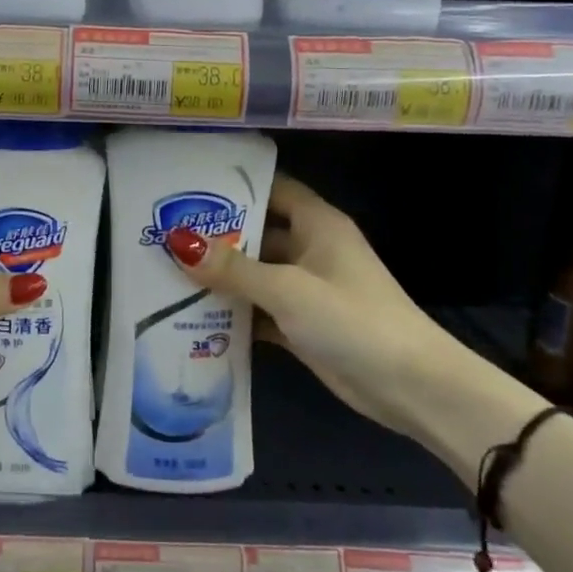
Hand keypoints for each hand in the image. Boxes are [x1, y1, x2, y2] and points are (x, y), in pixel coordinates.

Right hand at [163, 175, 446, 432]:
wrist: (411, 387)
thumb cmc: (352, 319)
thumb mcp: (287, 289)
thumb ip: (233, 268)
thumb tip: (177, 241)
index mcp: (317, 224)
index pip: (272, 187)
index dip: (234, 185)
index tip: (187, 186)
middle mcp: (311, 249)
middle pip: (257, 232)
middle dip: (215, 234)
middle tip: (161, 232)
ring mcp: (307, 288)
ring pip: (255, 273)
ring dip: (220, 277)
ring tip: (166, 272)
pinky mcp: (302, 324)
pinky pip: (260, 309)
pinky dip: (234, 313)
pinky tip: (192, 316)